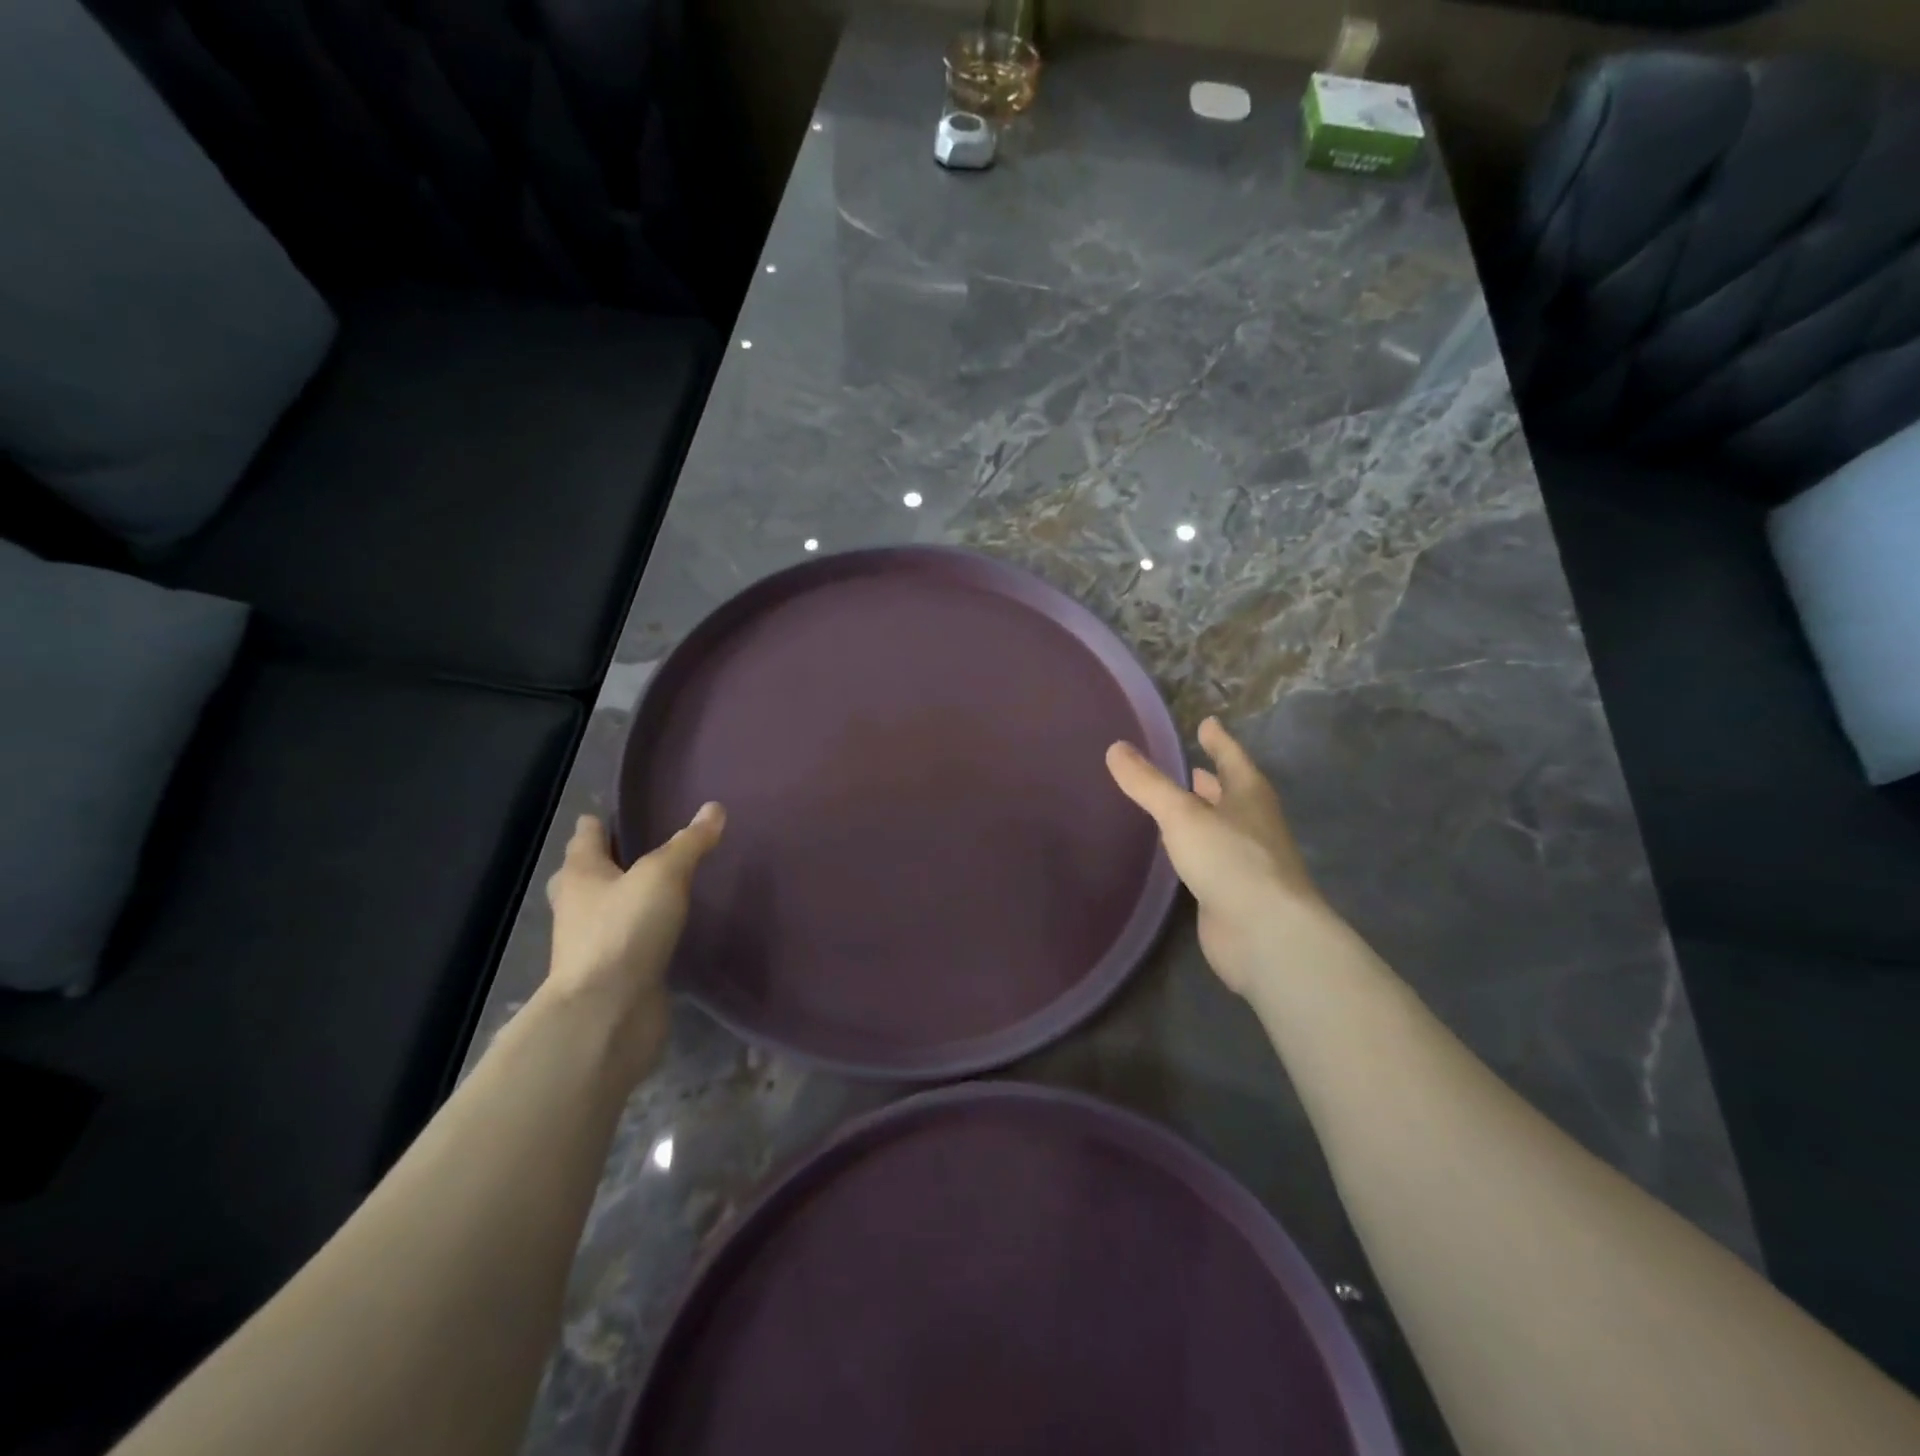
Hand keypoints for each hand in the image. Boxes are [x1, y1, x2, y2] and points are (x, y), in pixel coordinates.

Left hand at [542, 804, 724, 1081]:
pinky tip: (665, 930)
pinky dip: (640, 933)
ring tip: (657, 887)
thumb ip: (689, 843)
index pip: (586, 837)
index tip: (614, 813)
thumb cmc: (625, 931)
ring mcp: (593, 945)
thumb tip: (714, 808)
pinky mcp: (614, 975)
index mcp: (582, 875)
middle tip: (634, 849)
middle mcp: (578, 907)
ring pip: (604, 911)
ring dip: (622, 899)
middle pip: (585, 876)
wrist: (607, 1014)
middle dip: (603, 862)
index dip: (598, 823)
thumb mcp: (664, 875)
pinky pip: (627, 943)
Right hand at [1107, 717, 1337, 996]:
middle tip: (1190, 766)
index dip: (1218, 740)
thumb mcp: (1182, 814)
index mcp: (1250, 796)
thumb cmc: (1230, 860)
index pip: (1232, 758)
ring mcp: (1247, 862)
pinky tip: (1176, 853)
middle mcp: (1253, 825)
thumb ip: (1148, 784)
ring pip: (1222, 828)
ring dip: (1204, 815)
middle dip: (1212, 780)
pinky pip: (1212, 861)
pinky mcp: (1234, 894)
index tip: (1207, 722)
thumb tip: (1116, 748)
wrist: (1265, 934)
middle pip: (1232, 794)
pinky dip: (1195, 850)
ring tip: (1177, 805)